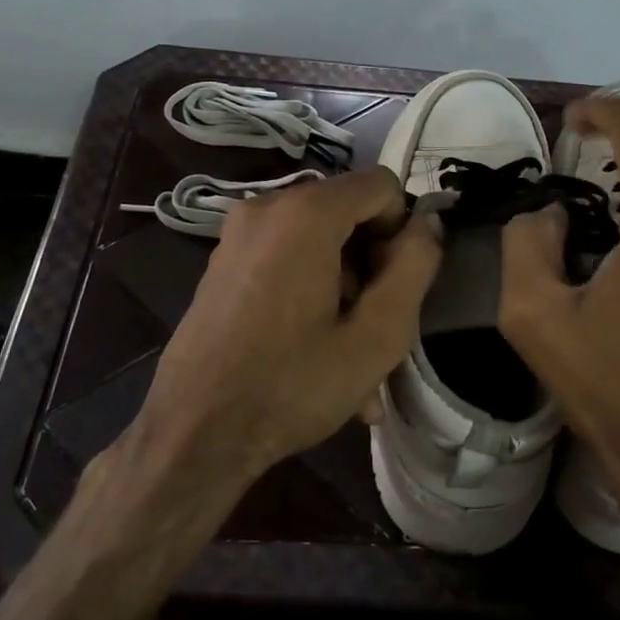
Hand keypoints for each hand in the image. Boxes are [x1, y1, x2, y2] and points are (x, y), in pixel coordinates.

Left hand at [133, 168, 442, 484]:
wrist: (192, 433)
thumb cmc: (291, 385)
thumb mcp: (376, 335)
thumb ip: (414, 266)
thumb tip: (427, 222)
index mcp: (305, 213)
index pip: (382, 185)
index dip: (401, 230)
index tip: (394, 286)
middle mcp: (267, 206)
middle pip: (348, 212)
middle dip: (372, 263)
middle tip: (376, 327)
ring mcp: (239, 233)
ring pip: (319, 240)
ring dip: (345, 287)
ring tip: (351, 356)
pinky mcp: (225, 260)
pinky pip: (288, 257)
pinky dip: (312, 290)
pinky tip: (317, 351)